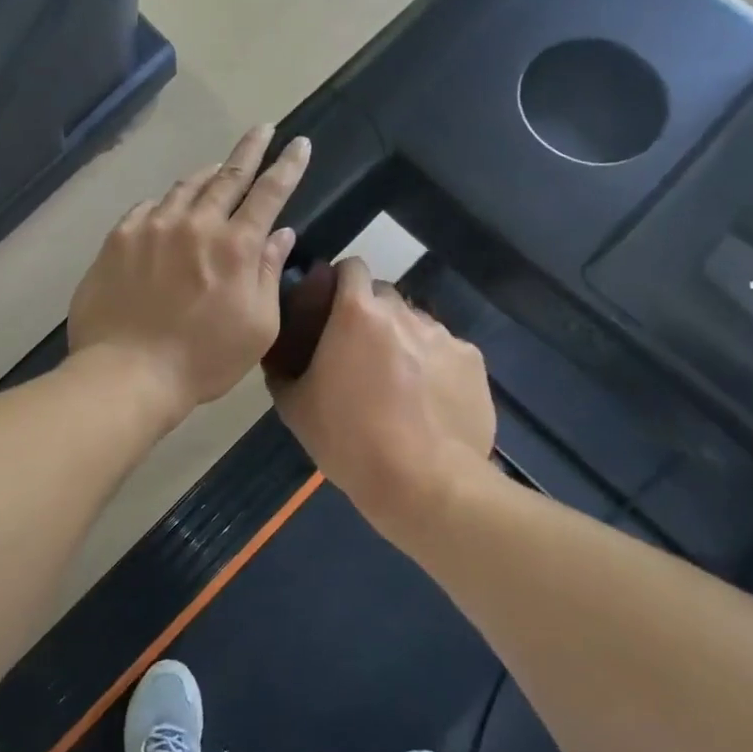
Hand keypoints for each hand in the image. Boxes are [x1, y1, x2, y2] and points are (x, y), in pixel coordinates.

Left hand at [68, 125, 311, 423]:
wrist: (127, 372)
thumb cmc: (203, 359)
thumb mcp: (257, 326)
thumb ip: (268, 274)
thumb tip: (281, 234)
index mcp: (236, 246)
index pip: (270, 192)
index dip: (287, 165)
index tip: (299, 143)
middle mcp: (196, 223)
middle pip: (228, 175)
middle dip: (250, 149)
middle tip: (261, 129)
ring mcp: (153, 226)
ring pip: (186, 186)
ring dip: (207, 174)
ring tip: (216, 169)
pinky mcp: (120, 237)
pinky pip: (148, 206)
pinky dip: (166, 203)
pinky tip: (167, 210)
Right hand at [268, 258, 494, 541]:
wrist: (424, 483)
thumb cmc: (350, 441)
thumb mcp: (296, 409)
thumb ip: (283, 372)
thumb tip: (278, 361)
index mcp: (357, 314)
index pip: (351, 268)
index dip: (340, 283)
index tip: (331, 309)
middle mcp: (404, 313)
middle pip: (385, 296)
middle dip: (371, 314)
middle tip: (360, 353)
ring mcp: (444, 336)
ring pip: (417, 324)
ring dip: (404, 340)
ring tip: (400, 382)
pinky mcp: (474, 362)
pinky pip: (447, 351)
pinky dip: (435, 366)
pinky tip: (430, 401)